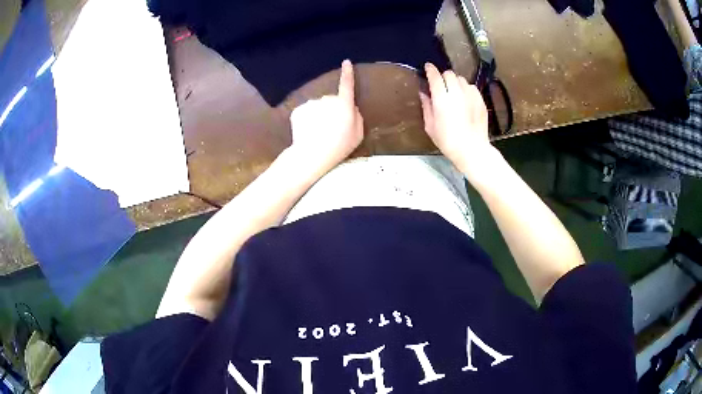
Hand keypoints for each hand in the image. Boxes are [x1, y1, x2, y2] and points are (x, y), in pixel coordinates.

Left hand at [289, 60, 363, 173]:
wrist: (312, 154)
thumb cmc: (339, 146)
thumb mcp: (358, 134)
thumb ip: (358, 118)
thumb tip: (352, 108)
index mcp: (344, 105)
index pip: (347, 85)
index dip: (347, 74)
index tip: (346, 62)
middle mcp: (327, 100)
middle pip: (330, 102)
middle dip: (331, 112)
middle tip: (332, 130)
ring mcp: (311, 104)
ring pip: (316, 108)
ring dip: (317, 117)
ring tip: (318, 135)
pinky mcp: (298, 110)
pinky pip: (304, 114)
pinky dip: (306, 122)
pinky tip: (308, 134)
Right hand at [419, 63, 499, 180]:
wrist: (472, 150)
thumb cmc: (448, 141)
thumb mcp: (430, 126)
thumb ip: (426, 106)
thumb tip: (424, 93)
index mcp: (442, 100)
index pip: (435, 77)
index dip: (430, 70)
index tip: (428, 67)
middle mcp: (457, 94)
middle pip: (449, 74)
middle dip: (443, 77)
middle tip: (441, 85)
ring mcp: (471, 96)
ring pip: (461, 79)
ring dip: (455, 82)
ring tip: (454, 92)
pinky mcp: (481, 100)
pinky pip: (471, 87)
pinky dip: (466, 89)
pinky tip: (465, 99)